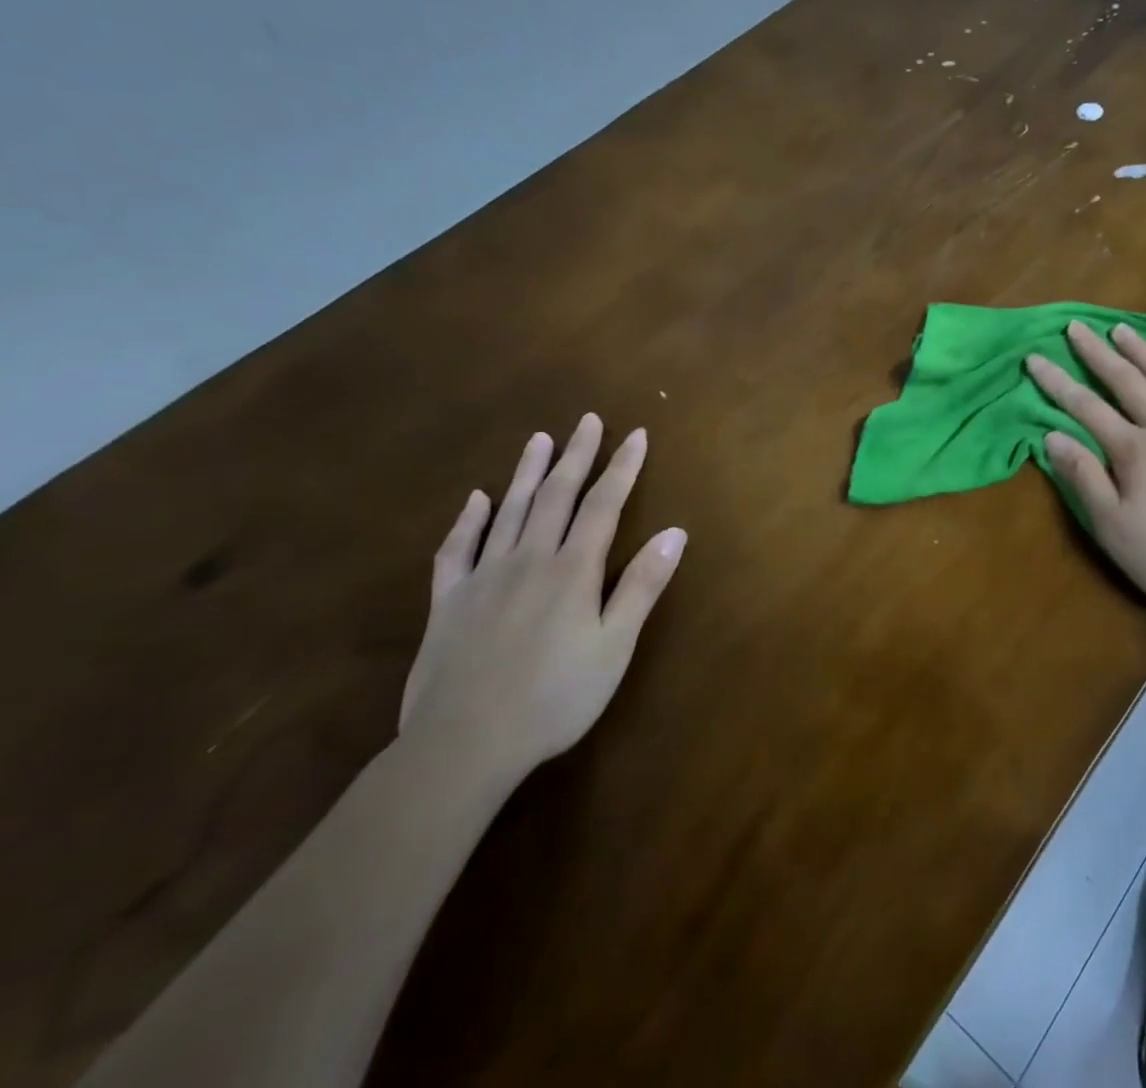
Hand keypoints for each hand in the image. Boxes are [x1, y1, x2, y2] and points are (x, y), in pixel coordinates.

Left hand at [399, 414, 685, 788]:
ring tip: (539, 439)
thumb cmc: (555, 698)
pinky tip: (476, 500)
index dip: (622, 468)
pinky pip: (456, 550)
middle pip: (555, 496)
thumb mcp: (614, 646)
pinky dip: (467, 521)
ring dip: (527, 472)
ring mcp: (483, 578)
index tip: (636, 434)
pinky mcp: (447, 602)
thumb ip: (642, 585)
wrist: (462, 745)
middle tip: (587, 420)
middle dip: (576, 455)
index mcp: (572, 570)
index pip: (602, 505)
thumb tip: (676, 531)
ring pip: (509, 511)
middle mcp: (528, 560)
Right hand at [1025, 321, 1145, 618]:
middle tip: (1076, 327)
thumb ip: (1084, 479)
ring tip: (1121, 329)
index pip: (1086, 407)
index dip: (1057, 382)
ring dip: (1141, 351)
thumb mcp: (1116, 530)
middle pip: (1126, 381)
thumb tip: (1052, 436)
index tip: (1035, 357)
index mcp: (1134, 452)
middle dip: (1096, 352)